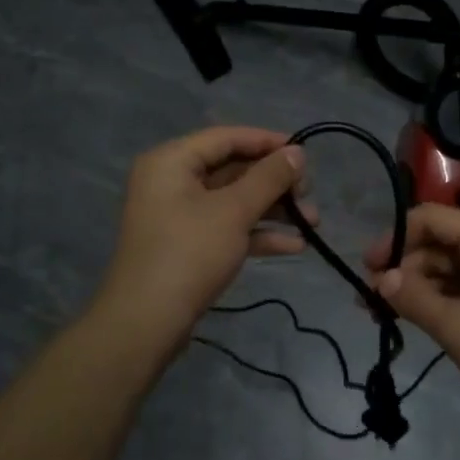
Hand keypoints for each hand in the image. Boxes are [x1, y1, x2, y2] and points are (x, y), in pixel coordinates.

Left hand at [95, 127, 314, 352]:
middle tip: (309, 192)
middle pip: (232, 169)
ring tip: (313, 222)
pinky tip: (294, 246)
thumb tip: (297, 152)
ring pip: (233, 201)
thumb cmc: (190, 253)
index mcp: (172, 161)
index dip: (267, 141)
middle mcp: (171, 181)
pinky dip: (257, 233)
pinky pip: (226, 227)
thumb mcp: (234, 211)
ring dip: (273, 210)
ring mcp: (178, 215)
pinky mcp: (187, 245)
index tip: (304, 152)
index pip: (226, 137)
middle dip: (275, 183)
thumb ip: (269, 178)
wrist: (146, 322)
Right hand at [366, 205, 459, 419]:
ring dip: (414, 287)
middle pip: (436, 242)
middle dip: (401, 267)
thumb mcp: (456, 325)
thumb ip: (414, 298)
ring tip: (384, 316)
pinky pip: (459, 287)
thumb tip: (380, 279)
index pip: (429, 218)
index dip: (394, 237)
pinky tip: (414, 320)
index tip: (368, 268)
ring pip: (445, 268)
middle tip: (370, 301)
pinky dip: (435, 299)